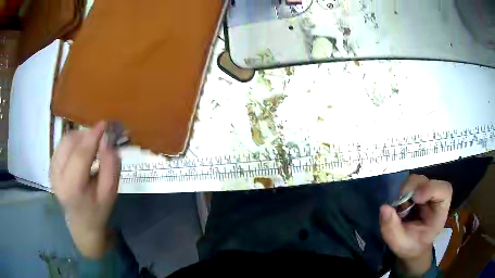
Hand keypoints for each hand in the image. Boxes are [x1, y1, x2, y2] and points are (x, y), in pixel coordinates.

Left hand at [51, 122, 120, 258]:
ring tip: (92, 144)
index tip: (104, 124)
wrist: (81, 223)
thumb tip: (108, 141)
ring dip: (80, 136)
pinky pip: (62, 143)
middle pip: (70, 143)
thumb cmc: (97, 210)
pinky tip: (81, 149)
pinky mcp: (51, 166)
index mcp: (72, 188)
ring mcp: (51, 170)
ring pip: (65, 140)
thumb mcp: (109, 193)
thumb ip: (111, 167)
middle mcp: (57, 177)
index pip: (80, 155)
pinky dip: (74, 140)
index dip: (92, 137)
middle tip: (101, 137)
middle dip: (87, 134)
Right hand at [380, 174, 451, 275]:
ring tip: (399, 210)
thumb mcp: (401, 244)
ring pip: (416, 180)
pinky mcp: (417, 191)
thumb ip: (392, 230)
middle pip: (427, 182)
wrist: (412, 246)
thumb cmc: (411, 246)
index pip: (444, 190)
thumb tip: (383, 207)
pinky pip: (409, 184)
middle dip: (412, 189)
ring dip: (404, 192)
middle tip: (400, 205)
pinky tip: (399, 207)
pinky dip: (401, 194)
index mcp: (440, 210)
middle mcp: (435, 197)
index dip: (431, 189)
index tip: (415, 198)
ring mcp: (426, 192)